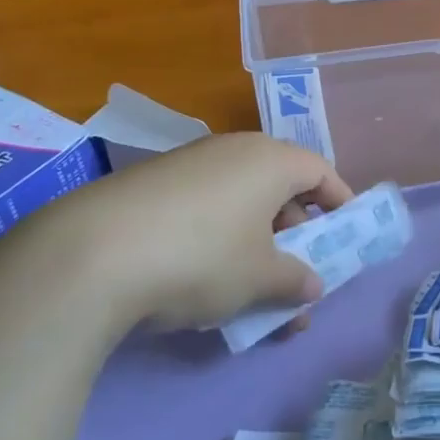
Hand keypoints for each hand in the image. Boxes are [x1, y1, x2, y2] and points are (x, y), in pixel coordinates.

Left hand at [56, 133, 351, 331]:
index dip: (339, 202)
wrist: (93, 254)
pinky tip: (207, 277)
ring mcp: (189, 163)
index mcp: (269, 160)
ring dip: (257, 241)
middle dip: (296, 232)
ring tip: (255, 289)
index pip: (319, 171)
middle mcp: (232, 150)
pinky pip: (206, 205)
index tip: (347, 233)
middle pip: (280, 185)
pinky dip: (220, 236)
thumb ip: (294, 280)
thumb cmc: (202, 257)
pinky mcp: (152, 184)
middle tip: (300, 271)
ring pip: (241, 200)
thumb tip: (312, 285)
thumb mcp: (260, 277)